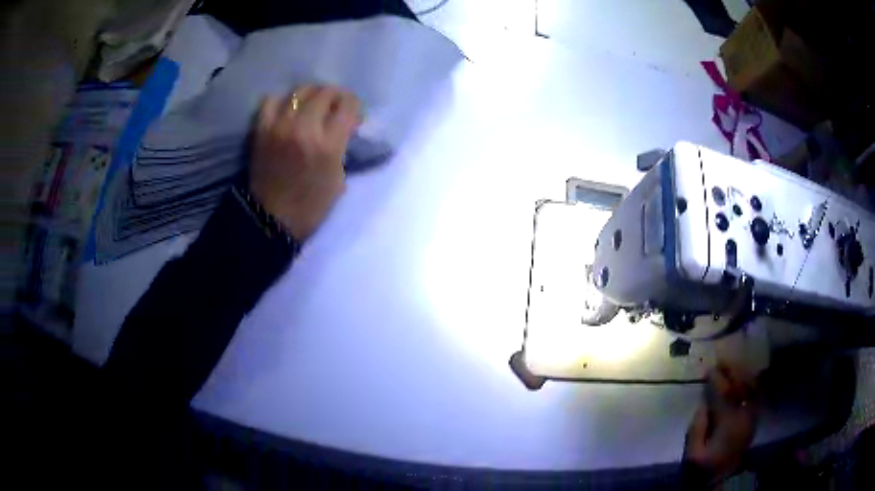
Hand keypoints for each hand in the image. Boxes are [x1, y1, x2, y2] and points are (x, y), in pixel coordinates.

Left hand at [249, 85, 360, 239]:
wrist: (271, 219)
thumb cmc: (311, 205)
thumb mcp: (339, 178)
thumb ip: (342, 146)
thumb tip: (345, 125)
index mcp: (328, 145)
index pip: (348, 104)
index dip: (355, 106)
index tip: (353, 116)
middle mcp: (304, 128)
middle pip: (326, 92)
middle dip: (336, 97)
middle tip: (335, 108)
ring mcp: (279, 126)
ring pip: (300, 90)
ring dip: (312, 94)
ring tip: (313, 105)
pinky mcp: (261, 129)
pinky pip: (272, 100)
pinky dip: (283, 100)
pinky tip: (288, 109)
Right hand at [685, 362, 757, 482]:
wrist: (726, 475)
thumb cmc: (708, 465)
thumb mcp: (694, 455)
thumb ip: (697, 430)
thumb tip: (702, 406)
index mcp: (729, 422)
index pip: (725, 392)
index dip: (717, 379)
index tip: (708, 370)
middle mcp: (744, 413)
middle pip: (742, 384)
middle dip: (732, 369)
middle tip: (721, 360)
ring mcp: (752, 414)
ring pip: (752, 385)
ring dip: (742, 372)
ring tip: (731, 364)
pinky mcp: (754, 416)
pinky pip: (756, 392)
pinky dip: (750, 380)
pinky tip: (743, 376)